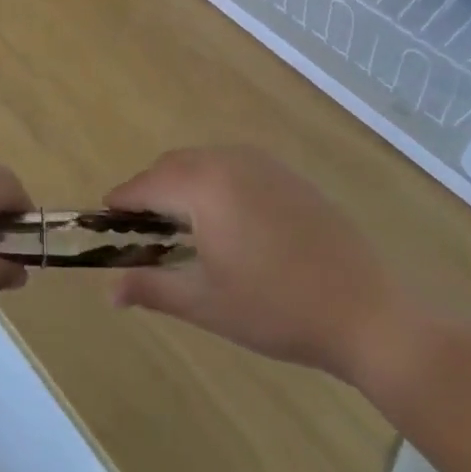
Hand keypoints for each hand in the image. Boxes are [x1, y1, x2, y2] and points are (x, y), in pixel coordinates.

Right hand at [104, 147, 415, 383]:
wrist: (366, 311)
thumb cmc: (276, 308)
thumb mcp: (206, 302)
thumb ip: (152, 288)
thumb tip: (109, 290)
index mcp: (205, 185)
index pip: (146, 184)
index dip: (121, 202)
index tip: (104, 221)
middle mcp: (231, 161)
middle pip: (174, 165)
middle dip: (151, 191)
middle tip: (142, 232)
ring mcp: (265, 164)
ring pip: (205, 162)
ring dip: (184, 185)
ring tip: (182, 228)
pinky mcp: (289, 176)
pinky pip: (235, 167)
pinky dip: (215, 183)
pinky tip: (226, 222)